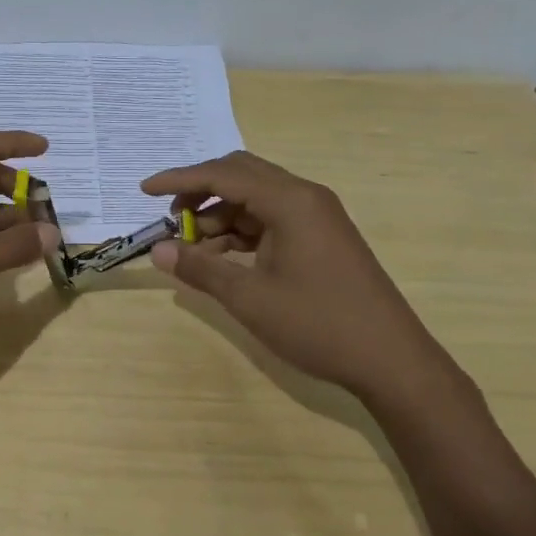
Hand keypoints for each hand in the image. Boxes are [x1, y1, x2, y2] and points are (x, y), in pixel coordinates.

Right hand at [141, 151, 472, 410]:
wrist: (391, 360)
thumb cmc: (318, 324)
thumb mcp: (250, 298)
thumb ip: (200, 269)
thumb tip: (158, 251)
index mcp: (290, 201)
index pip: (223, 174)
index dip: (179, 180)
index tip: (144, 190)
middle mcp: (305, 197)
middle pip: (241, 175)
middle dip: (201, 192)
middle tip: (172, 219)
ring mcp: (316, 217)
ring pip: (255, 199)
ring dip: (220, 216)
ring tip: (192, 249)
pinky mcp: (321, 238)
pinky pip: (271, 220)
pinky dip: (242, 232)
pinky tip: (222, 259)